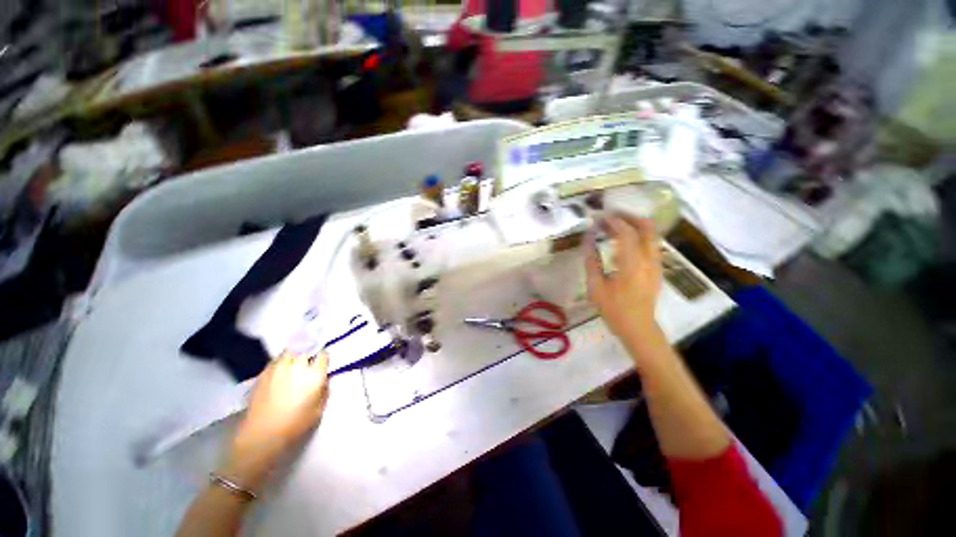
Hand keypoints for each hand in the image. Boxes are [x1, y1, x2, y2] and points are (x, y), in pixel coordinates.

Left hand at [221, 351, 329, 489]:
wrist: (261, 435)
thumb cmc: (295, 424)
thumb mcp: (319, 410)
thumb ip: (324, 391)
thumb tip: (324, 380)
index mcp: (314, 375)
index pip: (323, 355)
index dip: (323, 357)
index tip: (322, 362)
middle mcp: (297, 366)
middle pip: (306, 348)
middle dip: (309, 351)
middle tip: (309, 359)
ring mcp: (278, 368)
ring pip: (290, 351)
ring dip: (295, 353)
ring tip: (294, 360)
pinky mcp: (263, 373)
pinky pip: (275, 360)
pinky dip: (281, 361)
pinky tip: (280, 370)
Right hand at [585, 215, 662, 340]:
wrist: (638, 327)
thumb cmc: (614, 309)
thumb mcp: (596, 287)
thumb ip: (591, 261)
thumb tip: (587, 240)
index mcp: (632, 265)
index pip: (626, 233)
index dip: (613, 221)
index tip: (599, 218)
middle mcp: (649, 260)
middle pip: (646, 227)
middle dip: (628, 217)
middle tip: (610, 216)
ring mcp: (657, 263)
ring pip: (651, 234)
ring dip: (634, 225)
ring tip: (614, 226)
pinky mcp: (658, 268)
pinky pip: (651, 243)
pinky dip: (638, 235)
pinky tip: (623, 241)